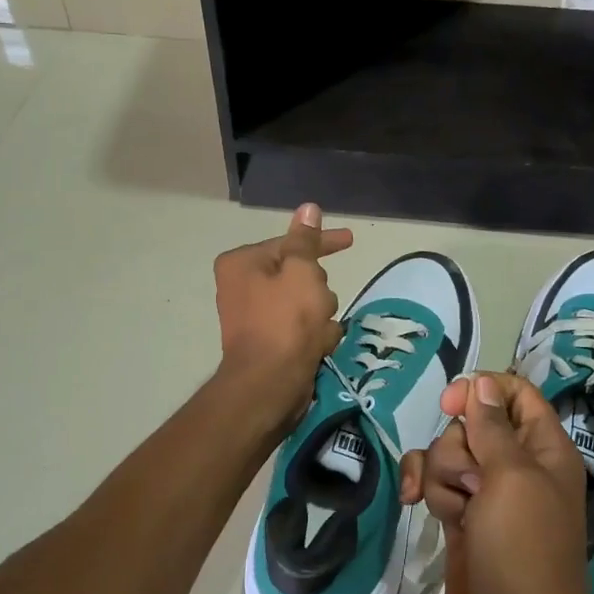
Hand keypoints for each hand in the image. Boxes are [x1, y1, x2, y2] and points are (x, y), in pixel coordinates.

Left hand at [213, 204, 353, 430]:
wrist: (269, 385)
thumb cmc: (286, 322)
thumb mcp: (302, 272)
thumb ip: (306, 241)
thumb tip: (308, 208)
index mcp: (243, 263)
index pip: (291, 243)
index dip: (323, 242)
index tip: (350, 239)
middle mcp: (242, 286)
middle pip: (299, 275)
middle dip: (319, 290)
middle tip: (321, 305)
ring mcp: (255, 317)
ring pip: (305, 303)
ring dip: (321, 315)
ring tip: (319, 332)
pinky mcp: (269, 343)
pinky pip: (301, 328)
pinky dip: (314, 335)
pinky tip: (318, 346)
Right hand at [401, 371, 593, 593]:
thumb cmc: (523, 552)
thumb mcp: (512, 479)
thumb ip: (492, 427)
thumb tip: (483, 382)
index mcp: (545, 450)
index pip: (515, 394)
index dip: (482, 391)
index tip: (451, 405)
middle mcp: (517, 468)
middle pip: (471, 426)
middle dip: (457, 448)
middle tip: (471, 485)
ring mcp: (487, 497)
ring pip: (447, 456)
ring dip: (439, 476)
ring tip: (455, 513)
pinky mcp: (462, 522)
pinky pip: (435, 486)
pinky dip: (423, 489)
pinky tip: (411, 504)